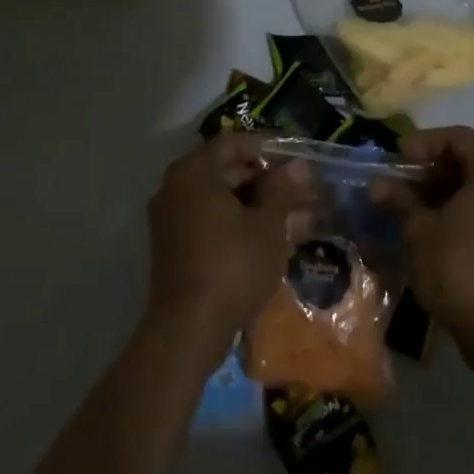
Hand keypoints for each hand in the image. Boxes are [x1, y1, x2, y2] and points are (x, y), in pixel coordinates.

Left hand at [145, 133, 306, 361]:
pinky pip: (211, 223)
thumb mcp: (267, 225)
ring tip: (297, 219)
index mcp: (194, 172)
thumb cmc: (232, 265)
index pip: (233, 143)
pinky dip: (240, 225)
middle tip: (302, 193)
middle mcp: (176, 188)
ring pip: (222, 200)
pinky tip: (273, 240)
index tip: (296, 162)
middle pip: (227, 171)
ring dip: (258, 206)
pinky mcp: (175, 248)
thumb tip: (298, 165)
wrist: (188, 329)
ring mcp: (172, 220)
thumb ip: (282, 190)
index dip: (267, 149)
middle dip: (267, 181)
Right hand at [386, 126, 473, 359]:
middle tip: (400, 183)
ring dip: (444, 190)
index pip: (459, 138)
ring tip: (410, 207)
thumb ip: (400, 200)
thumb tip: (377, 184)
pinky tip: (434, 227)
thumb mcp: (420, 231)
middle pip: (471, 160)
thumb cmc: (459, 269)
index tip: (397, 159)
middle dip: (432, 168)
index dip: (425, 142)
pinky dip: (461, 209)